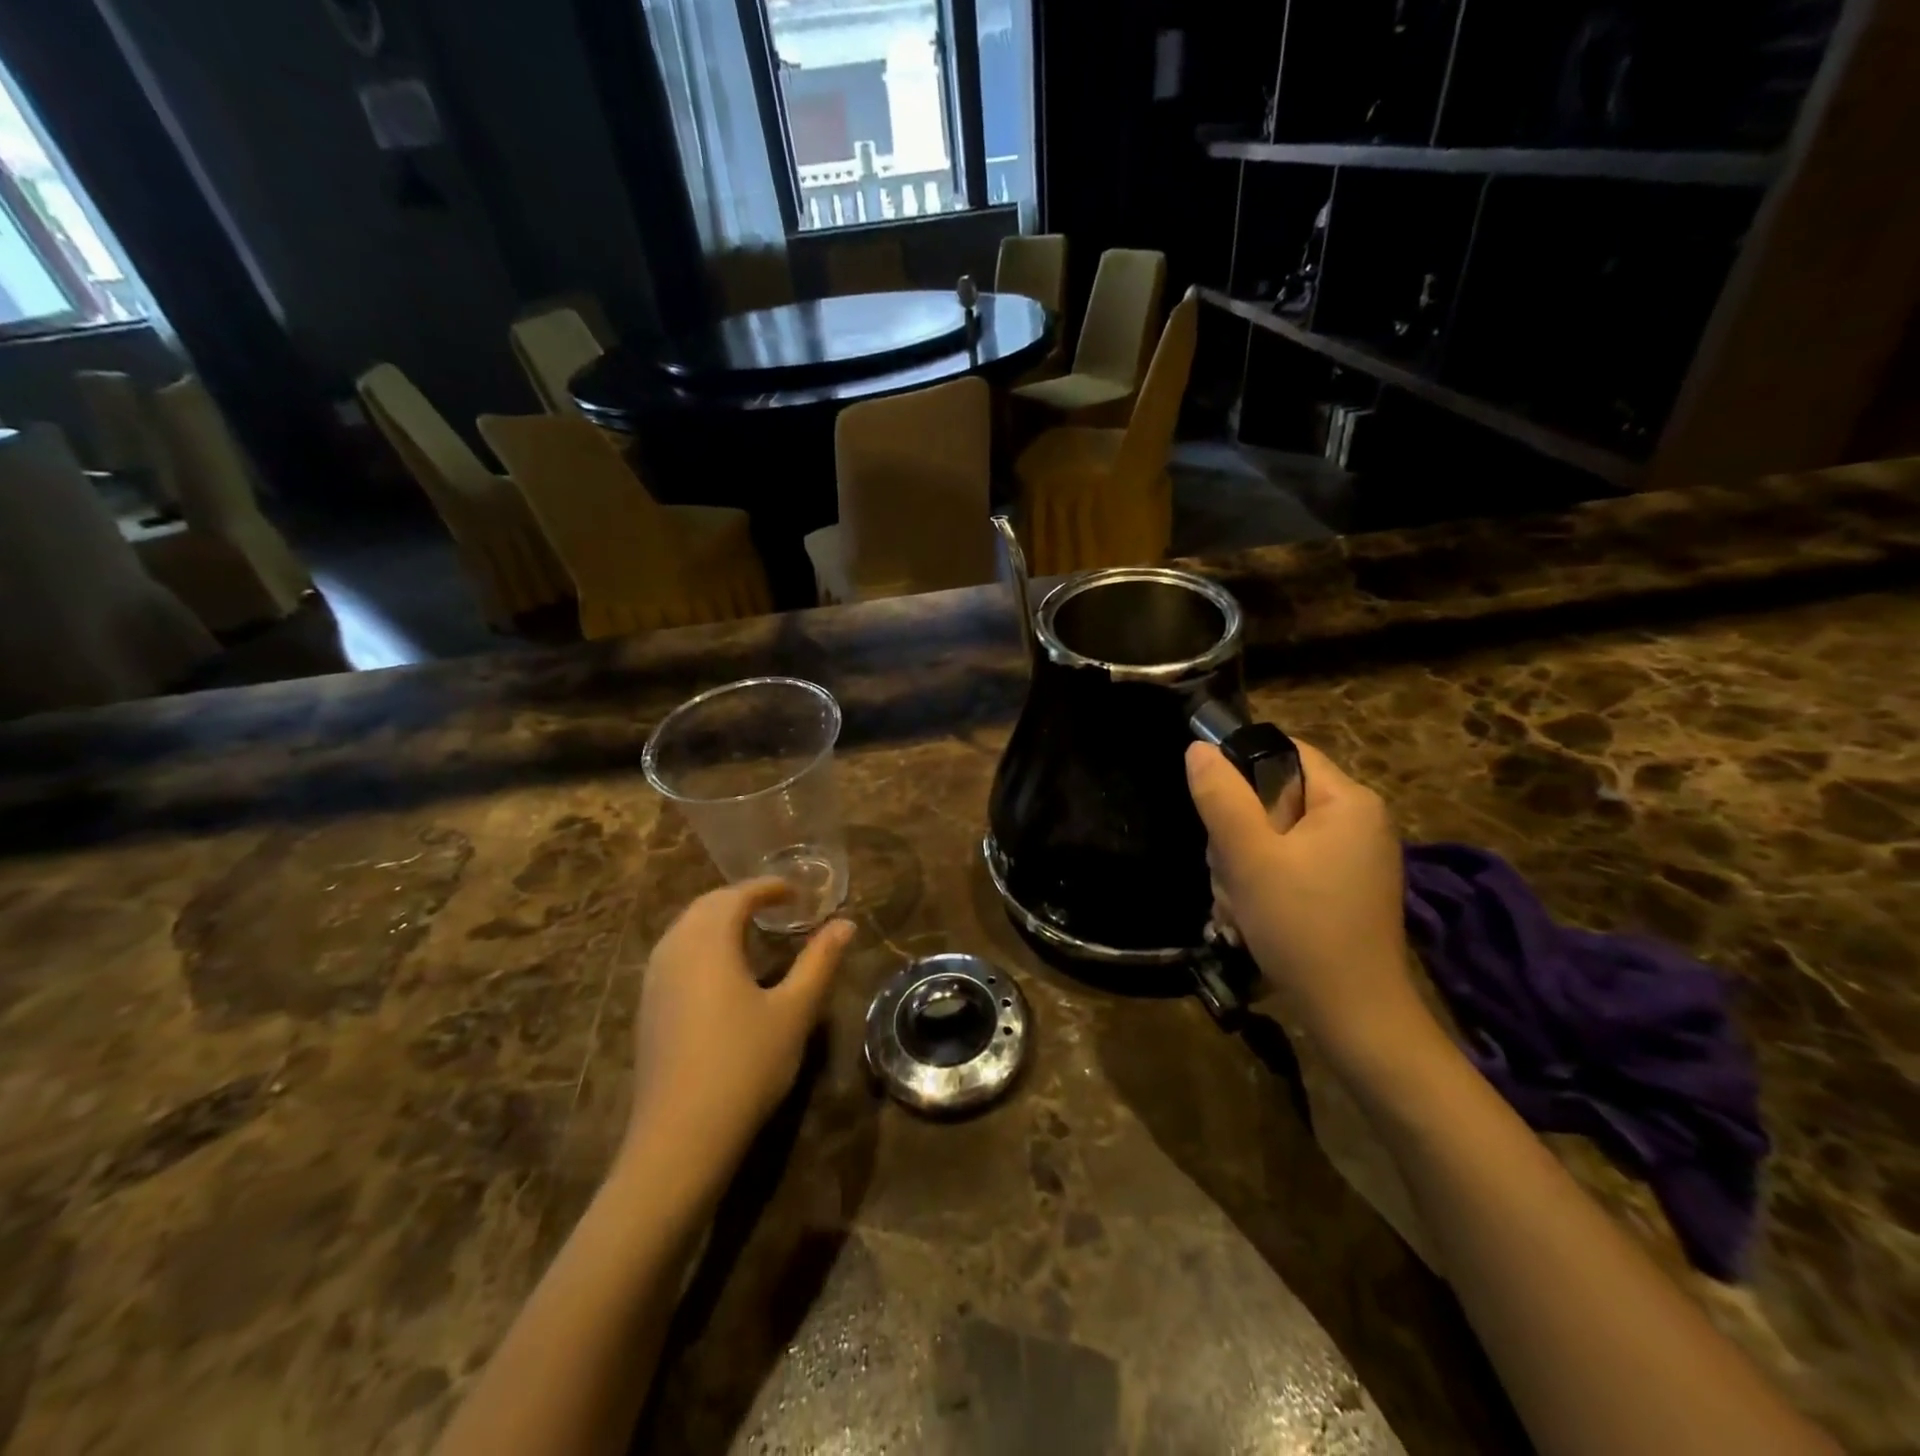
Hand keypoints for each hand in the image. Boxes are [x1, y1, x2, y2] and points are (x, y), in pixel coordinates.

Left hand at [621, 880, 854, 1194]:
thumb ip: (820, 961)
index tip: (796, 890)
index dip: (768, 887)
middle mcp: (675, 950)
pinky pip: (674, 954)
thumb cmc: (745, 1064)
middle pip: (706, 906)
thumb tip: (845, 923)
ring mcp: (655, 980)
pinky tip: (721, 971)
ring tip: (751, 931)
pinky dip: (700, 944)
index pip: (737, 895)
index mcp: (709, 942)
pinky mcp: (648, 1008)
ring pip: (685, 929)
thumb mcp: (794, 1010)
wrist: (681, 1137)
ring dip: (717, 920)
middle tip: (776, 906)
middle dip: (741, 898)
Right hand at [1186, 738, 1430, 1070]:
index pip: (1284, 753)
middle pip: (1274, 798)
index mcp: (1348, 800)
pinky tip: (1250, 918)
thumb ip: (1221, 797)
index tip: (1213, 812)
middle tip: (1229, 873)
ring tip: (1237, 905)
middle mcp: (1358, 821)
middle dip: (1237, 835)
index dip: (1239, 771)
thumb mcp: (1249, 857)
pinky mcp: (1343, 890)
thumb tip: (1198, 748)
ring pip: (1274, 837)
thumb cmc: (1301, 925)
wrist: (1353, 1016)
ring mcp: (1353, 859)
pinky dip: (1262, 887)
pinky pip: (1288, 866)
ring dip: (1242, 867)